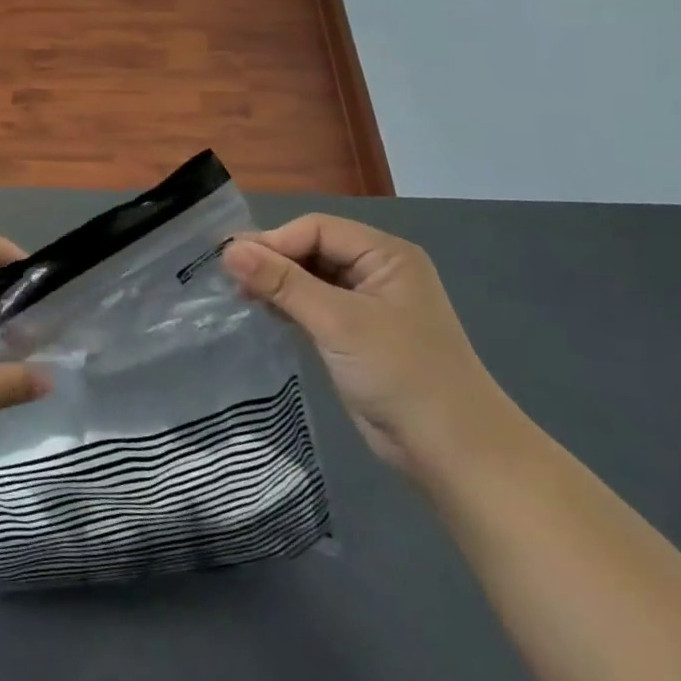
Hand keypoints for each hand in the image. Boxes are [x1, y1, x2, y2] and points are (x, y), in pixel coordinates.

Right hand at [223, 215, 514, 478]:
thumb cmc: (401, 374)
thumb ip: (283, 282)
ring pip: (310, 278)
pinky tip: (263, 313)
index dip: (275, 241)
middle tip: (228, 278)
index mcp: (385, 254)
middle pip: (312, 249)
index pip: (317, 228)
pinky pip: (313, 305)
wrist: (453, 452)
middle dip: (272, 261)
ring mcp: (368, 304)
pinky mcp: (356, 335)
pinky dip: (288, 306)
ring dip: (277, 284)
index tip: (233, 262)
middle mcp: (377, 271)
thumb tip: (229, 250)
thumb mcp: (338, 322)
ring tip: (239, 296)